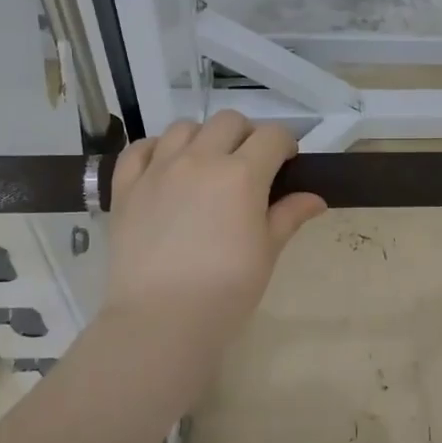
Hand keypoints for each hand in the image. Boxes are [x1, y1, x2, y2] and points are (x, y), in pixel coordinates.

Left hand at [101, 112, 325, 344]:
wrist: (161, 320)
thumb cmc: (226, 291)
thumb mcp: (267, 253)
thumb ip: (289, 216)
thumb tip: (315, 199)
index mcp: (242, 175)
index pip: (272, 136)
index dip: (285, 144)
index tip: (286, 164)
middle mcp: (200, 160)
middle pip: (229, 122)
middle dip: (246, 136)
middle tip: (249, 167)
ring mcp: (158, 170)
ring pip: (184, 127)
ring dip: (203, 138)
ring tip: (206, 166)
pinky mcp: (126, 187)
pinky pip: (140, 148)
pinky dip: (157, 149)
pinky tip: (166, 168)